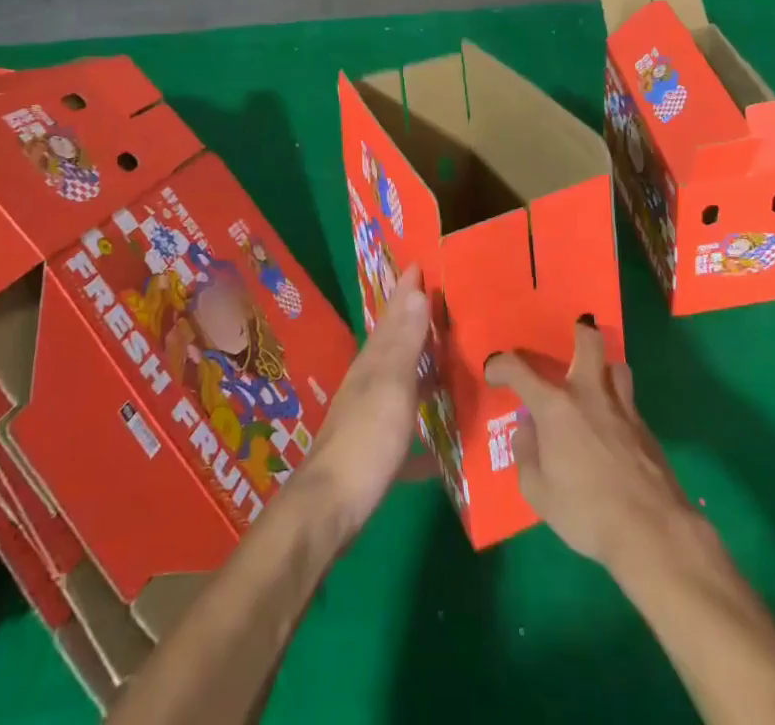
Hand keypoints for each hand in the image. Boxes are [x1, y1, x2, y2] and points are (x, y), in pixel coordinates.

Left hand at [301, 265, 432, 537]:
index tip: (419, 264)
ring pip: (398, 381)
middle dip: (412, 321)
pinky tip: (438, 448)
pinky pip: (403, 428)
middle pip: (393, 344)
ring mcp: (368, 417)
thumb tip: (416, 289)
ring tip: (444, 358)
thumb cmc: (366, 440)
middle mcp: (368, 383)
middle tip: (437, 301)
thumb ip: (405, 341)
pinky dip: (420, 428)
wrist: (330, 508)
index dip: (406, 290)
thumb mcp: (392, 386)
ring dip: (417, 366)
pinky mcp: (373, 452)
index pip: (393, 315)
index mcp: (374, 362)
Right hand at [485, 322, 706, 577]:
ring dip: (604, 371)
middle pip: (589, 342)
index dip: (500, 366)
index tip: (493, 374)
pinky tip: (614, 431)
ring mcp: (622, 409)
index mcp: (555, 407)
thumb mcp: (538, 492)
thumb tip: (527, 429)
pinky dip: (618, 407)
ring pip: (616, 367)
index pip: (518, 370)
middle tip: (571, 341)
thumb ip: (526, 455)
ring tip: (596, 387)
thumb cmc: (586, 512)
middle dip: (580, 332)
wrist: (652, 531)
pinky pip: (629, 402)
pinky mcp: (646, 429)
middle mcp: (589, 394)